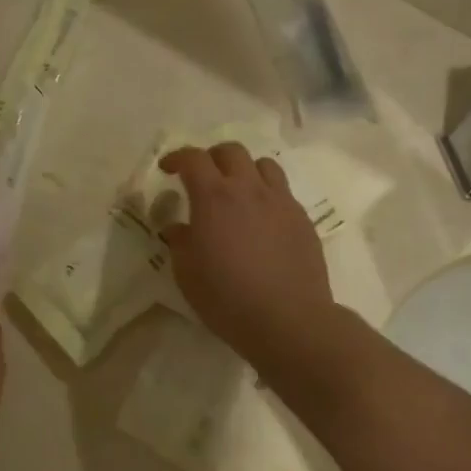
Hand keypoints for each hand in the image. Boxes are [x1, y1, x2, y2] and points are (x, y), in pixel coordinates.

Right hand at [157, 144, 336, 372]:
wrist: (289, 319)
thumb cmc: (228, 298)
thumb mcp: (187, 274)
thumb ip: (180, 242)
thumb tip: (179, 227)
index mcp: (214, 197)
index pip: (194, 159)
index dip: (177, 158)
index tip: (168, 169)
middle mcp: (249, 189)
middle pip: (231, 151)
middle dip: (212, 158)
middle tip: (202, 178)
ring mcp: (280, 201)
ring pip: (263, 165)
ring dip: (245, 171)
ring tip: (237, 192)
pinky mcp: (302, 219)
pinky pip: (282, 192)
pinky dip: (266, 195)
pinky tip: (262, 220)